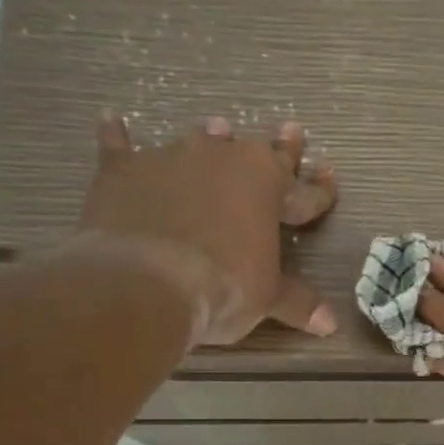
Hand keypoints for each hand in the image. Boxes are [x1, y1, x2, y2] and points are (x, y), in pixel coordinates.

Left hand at [79, 112, 339, 344]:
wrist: (145, 282)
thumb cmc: (222, 286)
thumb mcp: (266, 298)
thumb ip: (297, 302)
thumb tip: (331, 323)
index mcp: (266, 185)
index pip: (303, 191)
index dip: (319, 190)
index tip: (329, 177)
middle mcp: (222, 160)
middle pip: (257, 152)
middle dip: (279, 147)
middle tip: (293, 130)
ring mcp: (170, 160)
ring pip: (198, 143)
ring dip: (211, 140)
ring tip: (219, 128)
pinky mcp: (123, 171)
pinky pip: (120, 148)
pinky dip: (117, 137)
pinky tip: (112, 121)